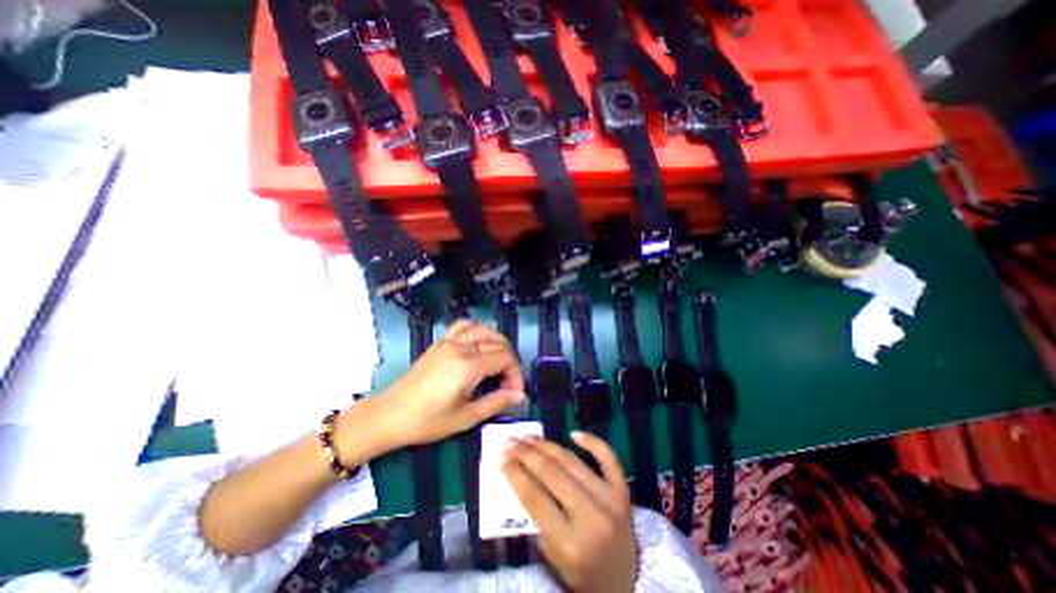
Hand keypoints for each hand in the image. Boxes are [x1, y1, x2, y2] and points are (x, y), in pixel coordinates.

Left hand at [349, 319, 525, 449]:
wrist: (389, 415)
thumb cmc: (428, 421)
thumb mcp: (466, 417)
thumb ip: (496, 402)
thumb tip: (520, 395)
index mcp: (469, 365)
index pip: (505, 357)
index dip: (516, 373)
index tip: (514, 392)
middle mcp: (461, 346)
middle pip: (498, 342)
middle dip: (509, 361)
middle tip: (507, 382)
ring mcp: (449, 341)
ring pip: (483, 329)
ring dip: (497, 342)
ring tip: (499, 361)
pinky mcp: (440, 342)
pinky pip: (463, 326)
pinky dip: (477, 330)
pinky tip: (479, 344)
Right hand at [503, 431, 634, 591]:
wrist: (624, 582)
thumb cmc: (581, 572)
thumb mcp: (551, 556)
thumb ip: (536, 517)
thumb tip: (520, 474)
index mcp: (570, 543)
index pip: (535, 498)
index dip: (516, 474)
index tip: (502, 456)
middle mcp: (592, 517)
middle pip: (552, 474)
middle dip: (527, 454)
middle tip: (511, 441)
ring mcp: (610, 499)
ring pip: (573, 462)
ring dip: (548, 446)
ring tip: (529, 437)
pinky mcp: (622, 490)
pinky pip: (608, 458)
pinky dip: (592, 442)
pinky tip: (573, 433)